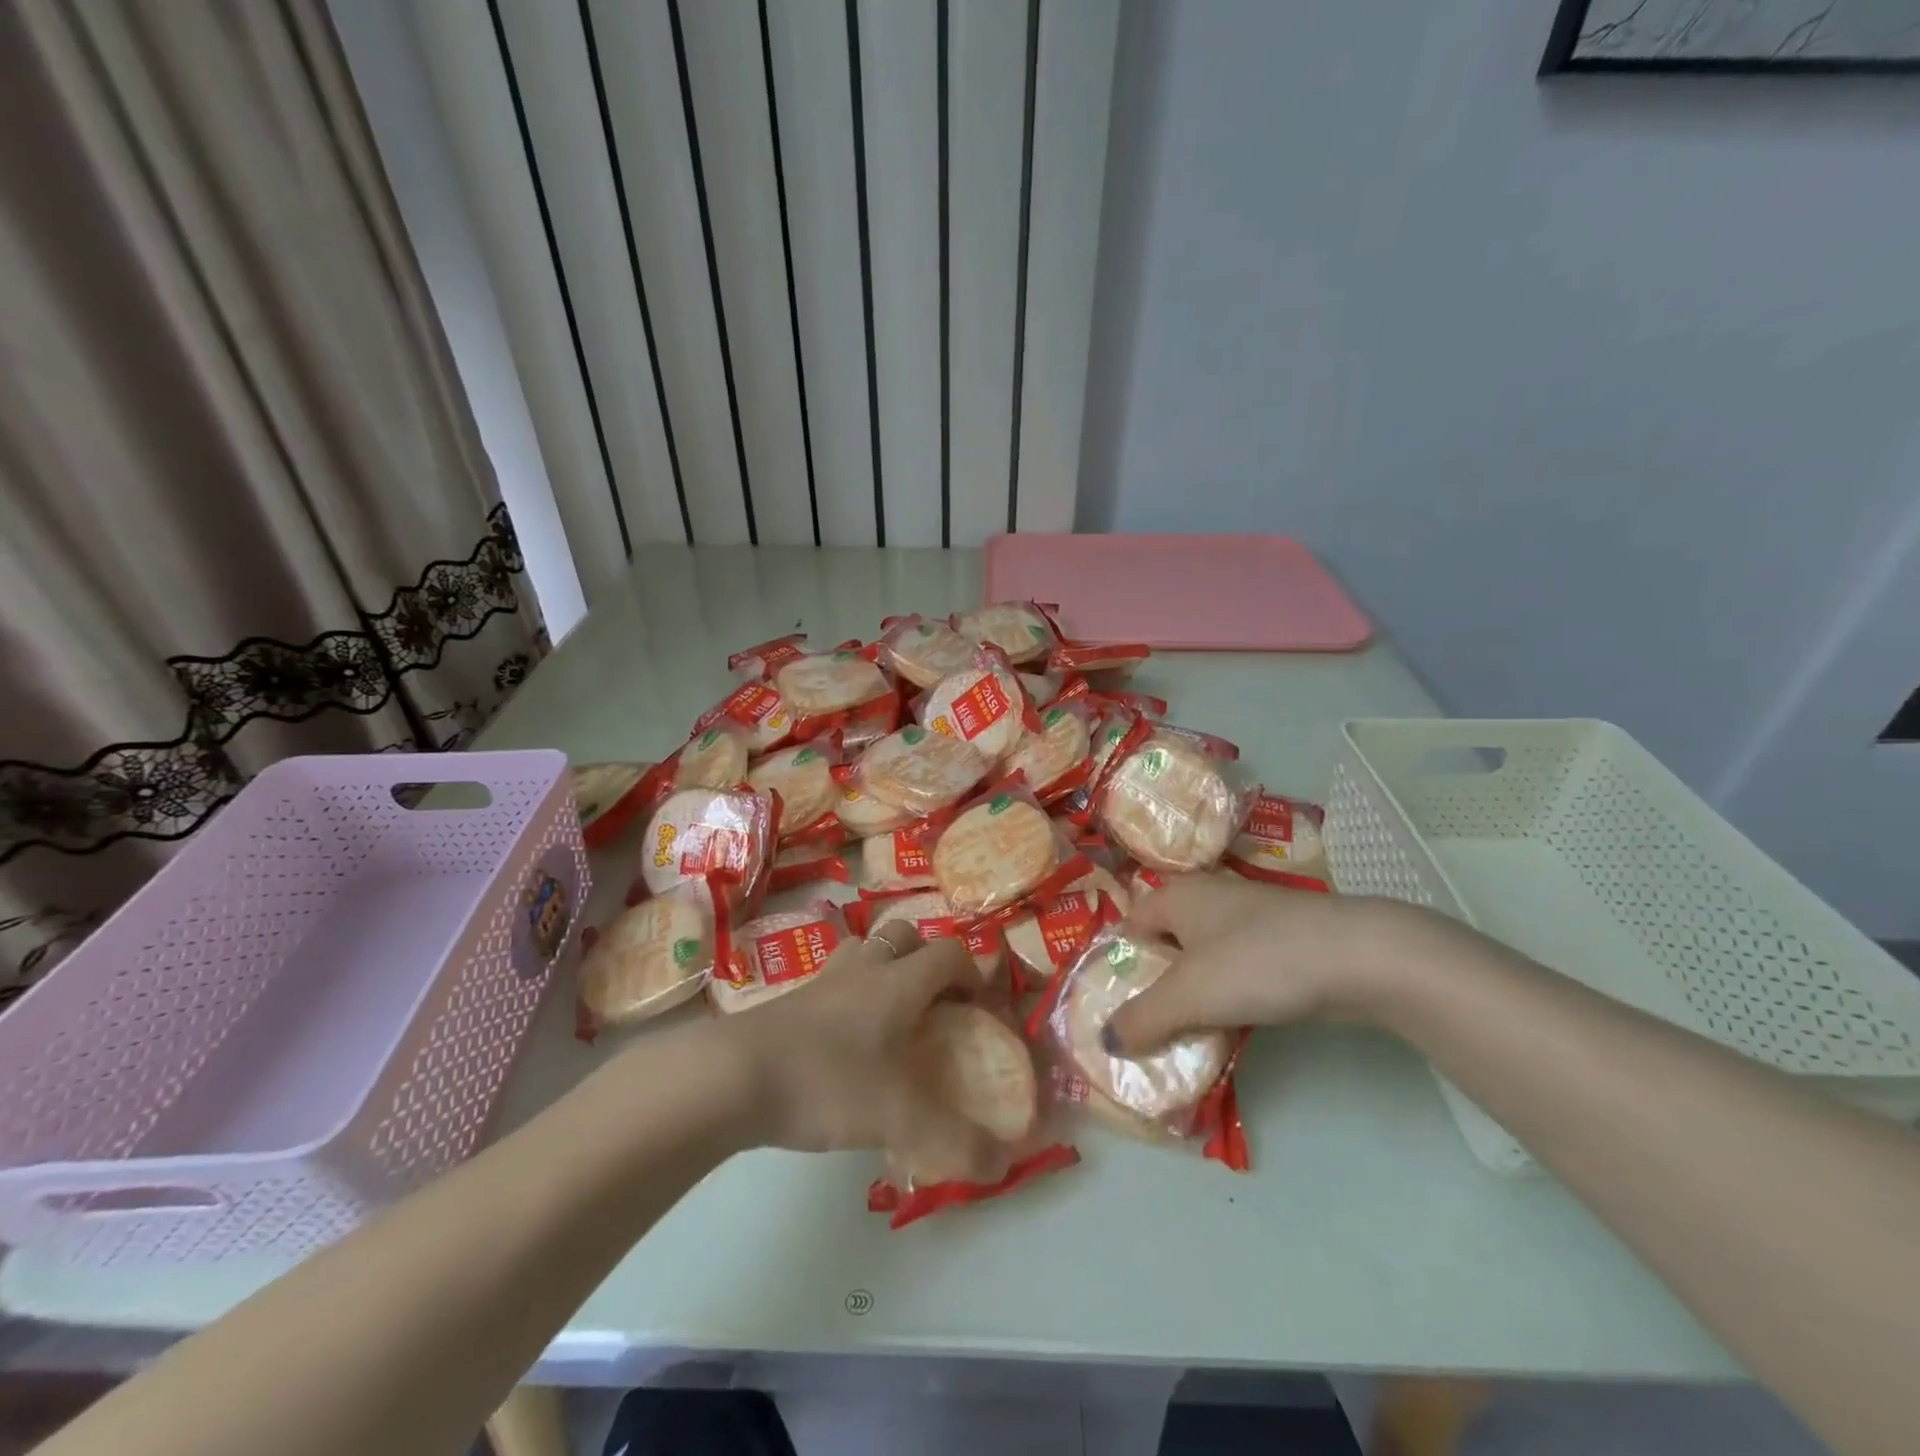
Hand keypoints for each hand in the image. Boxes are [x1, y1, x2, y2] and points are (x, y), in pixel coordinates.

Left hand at [725, 923, 1002, 1177]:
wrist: (734, 1075)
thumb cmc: (827, 1082)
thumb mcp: (899, 1119)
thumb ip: (955, 1143)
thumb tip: (1002, 1164)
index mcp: (899, 983)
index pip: (948, 953)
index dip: (971, 971)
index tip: (977, 1005)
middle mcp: (864, 968)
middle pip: (904, 935)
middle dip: (925, 958)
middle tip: (933, 1002)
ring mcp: (823, 980)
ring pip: (863, 950)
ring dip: (882, 968)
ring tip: (888, 1013)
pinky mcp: (790, 999)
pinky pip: (832, 980)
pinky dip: (846, 994)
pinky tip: (842, 1038)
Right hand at [1103, 873, 1433, 1054]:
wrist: (1358, 957)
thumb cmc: (1257, 962)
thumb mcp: (1187, 995)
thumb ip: (1142, 1019)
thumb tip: (1105, 1041)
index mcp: (1176, 896)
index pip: (1129, 927)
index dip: (1118, 966)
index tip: (1115, 1009)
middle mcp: (1207, 898)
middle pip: (1165, 945)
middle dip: (1156, 988)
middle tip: (1147, 1031)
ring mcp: (1248, 919)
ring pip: (1203, 961)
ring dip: (1194, 998)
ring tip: (1186, 1039)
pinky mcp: (1281, 942)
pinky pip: (1238, 971)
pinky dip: (1229, 998)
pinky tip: (1233, 1028)